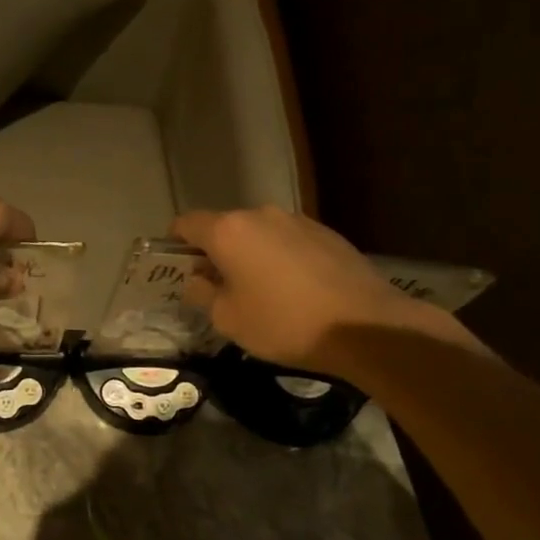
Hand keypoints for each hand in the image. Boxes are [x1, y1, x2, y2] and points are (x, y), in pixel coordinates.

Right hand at [174, 206, 464, 372]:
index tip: (178, 267)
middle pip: (224, 227)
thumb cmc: (283, 323)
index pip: (186, 223)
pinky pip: (288, 241)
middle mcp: (260, 215)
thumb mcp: (228, 318)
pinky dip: (280, 258)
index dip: (175, 244)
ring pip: (258, 234)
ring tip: (260, 290)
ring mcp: (297, 221)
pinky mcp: (326, 233)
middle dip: (215, 252)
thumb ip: (203, 293)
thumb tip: (198, 279)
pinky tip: (294, 290)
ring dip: (250, 255)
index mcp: (229, 231)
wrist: (364, 324)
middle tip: (219, 287)